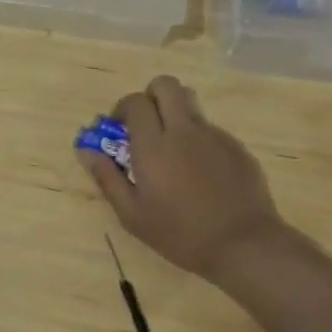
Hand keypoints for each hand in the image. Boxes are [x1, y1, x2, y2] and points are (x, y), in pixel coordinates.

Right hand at [80, 75, 288, 280]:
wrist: (246, 246)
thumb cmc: (181, 234)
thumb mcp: (132, 214)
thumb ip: (106, 177)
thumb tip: (85, 150)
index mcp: (153, 145)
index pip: (135, 101)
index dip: (124, 108)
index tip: (121, 129)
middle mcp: (184, 131)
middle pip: (166, 85)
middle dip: (152, 96)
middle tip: (147, 124)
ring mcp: (214, 136)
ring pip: (191, 104)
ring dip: (176, 114)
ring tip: (174, 148)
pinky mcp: (237, 148)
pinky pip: (211, 130)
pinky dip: (199, 140)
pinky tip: (202, 174)